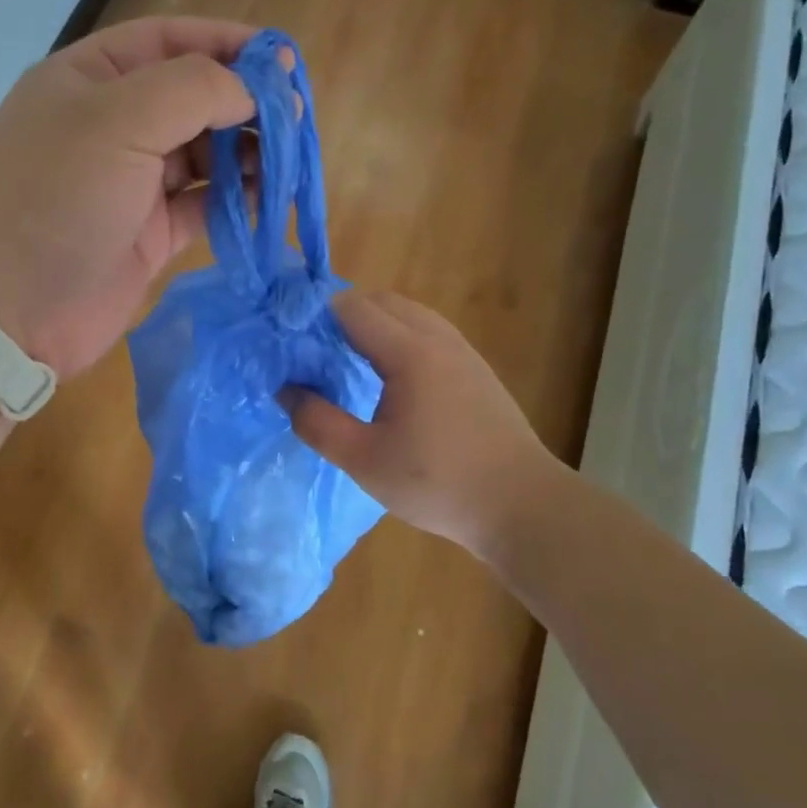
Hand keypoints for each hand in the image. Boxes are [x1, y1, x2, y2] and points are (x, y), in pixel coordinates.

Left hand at [0, 17, 257, 379]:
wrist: (9, 311)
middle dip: (244, 104)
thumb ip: (192, 90)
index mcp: (90, 80)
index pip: (168, 42)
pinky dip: (234, 201)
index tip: (283, 59)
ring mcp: (130, 185)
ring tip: (288, 162)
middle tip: (296, 120)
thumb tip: (251, 91)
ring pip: (202, 155)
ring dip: (245, 154)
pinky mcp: (148, 236)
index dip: (227, 44)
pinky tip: (265, 199)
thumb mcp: (117, 122)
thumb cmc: (56, 201)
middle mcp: (111, 126)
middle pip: (192, 100)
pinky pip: (202, 206)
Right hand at [288, 292, 559, 558]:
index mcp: (411, 354)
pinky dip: (398, 338)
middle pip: (383, 302)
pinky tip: (387, 379)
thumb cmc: (438, 483)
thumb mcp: (364, 460)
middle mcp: (439, 340)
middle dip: (342, 314)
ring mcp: (464, 353)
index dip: (315, 315)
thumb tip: (285, 390)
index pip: (353, 308)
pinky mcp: (476, 371)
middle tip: (311, 350)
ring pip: (410, 316)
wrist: (521, 505)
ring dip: (373, 325)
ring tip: (344, 361)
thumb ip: (318, 422)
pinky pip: (428, 335)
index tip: (288, 338)